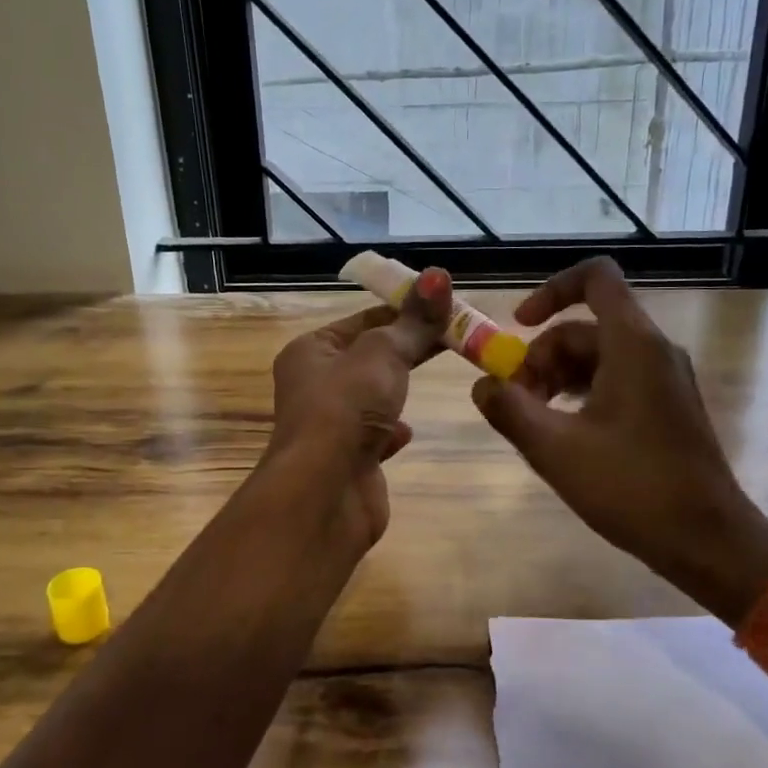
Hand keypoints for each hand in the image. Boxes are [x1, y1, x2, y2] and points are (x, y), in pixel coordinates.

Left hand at [264, 267, 453, 547]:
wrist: (325, 493)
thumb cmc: (346, 409)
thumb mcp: (383, 354)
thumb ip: (413, 321)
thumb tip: (438, 274)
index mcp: (311, 351)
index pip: (364, 320)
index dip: (404, 310)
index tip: (446, 307)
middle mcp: (314, 385)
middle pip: (370, 357)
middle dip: (409, 349)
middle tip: (457, 337)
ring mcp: (330, 426)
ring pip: (372, 397)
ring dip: (398, 390)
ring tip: (436, 378)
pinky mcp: (348, 461)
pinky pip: (374, 437)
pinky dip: (391, 432)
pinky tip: (407, 433)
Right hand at [470, 258, 767, 621]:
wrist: (707, 540)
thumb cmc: (632, 487)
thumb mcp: (555, 449)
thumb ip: (509, 409)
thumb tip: (482, 385)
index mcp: (633, 344)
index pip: (595, 278)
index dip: (551, 291)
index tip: (519, 325)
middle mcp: (654, 350)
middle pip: (586, 328)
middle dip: (542, 357)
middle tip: (516, 403)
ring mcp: (665, 379)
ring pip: (599, 357)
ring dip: (558, 379)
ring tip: (534, 423)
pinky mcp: (667, 407)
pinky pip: (616, 381)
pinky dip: (582, 394)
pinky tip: (563, 434)